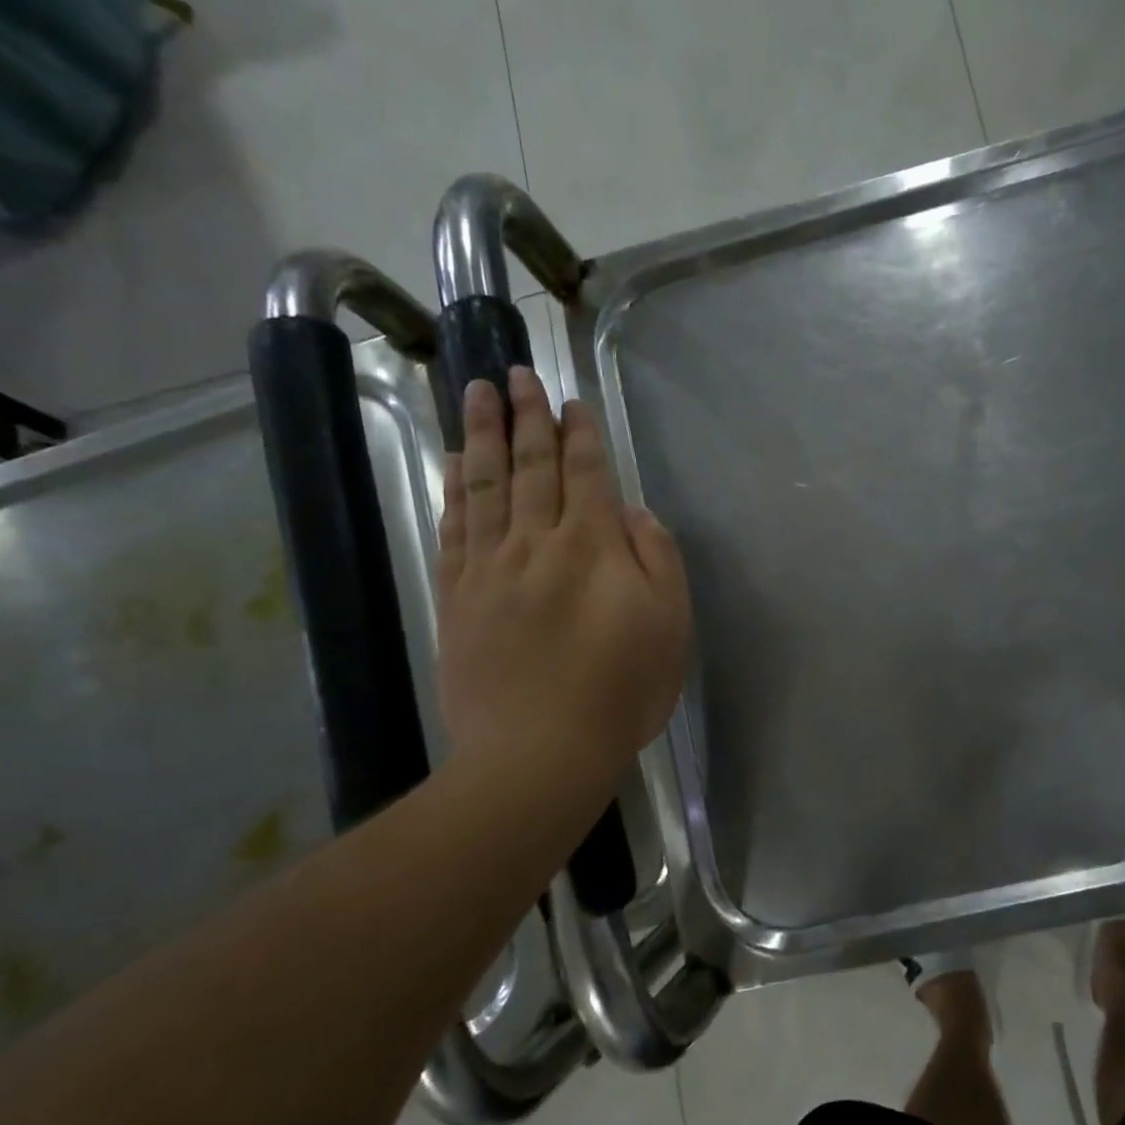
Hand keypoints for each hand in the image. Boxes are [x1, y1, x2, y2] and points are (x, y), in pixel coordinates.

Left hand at [436, 368, 690, 790]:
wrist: (539, 751)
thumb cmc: (620, 691)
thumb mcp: (670, 625)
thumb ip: (657, 559)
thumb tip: (632, 513)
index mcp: (591, 547)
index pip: (584, 474)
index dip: (579, 434)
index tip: (569, 400)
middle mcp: (536, 543)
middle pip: (530, 467)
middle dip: (526, 416)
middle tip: (514, 373)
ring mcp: (489, 568)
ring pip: (485, 486)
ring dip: (483, 435)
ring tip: (476, 393)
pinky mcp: (457, 598)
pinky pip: (454, 528)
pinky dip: (455, 490)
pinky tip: (456, 464)